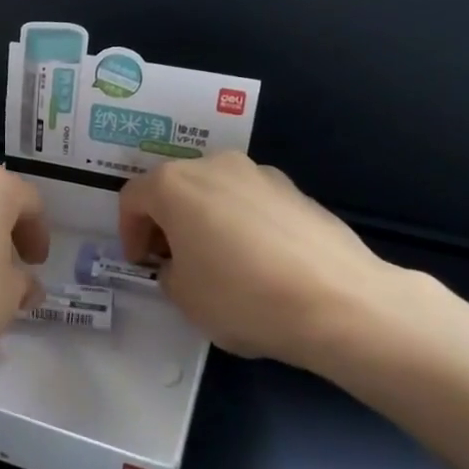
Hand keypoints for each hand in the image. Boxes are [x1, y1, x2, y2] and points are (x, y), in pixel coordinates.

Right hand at [118, 154, 405, 365]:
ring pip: (215, 192)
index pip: (133, 199)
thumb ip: (169, 272)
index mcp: (175, 184)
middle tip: (172, 260)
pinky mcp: (297, 191)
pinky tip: (258, 263)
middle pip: (174, 187)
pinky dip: (241, 224)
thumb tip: (182, 264)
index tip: (140, 263)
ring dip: (204, 220)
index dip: (129, 232)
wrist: (339, 302)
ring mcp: (260, 174)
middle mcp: (214, 166)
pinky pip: (251, 203)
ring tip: (217, 262)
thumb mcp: (183, 297)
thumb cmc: (242, 296)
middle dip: (166, 222)